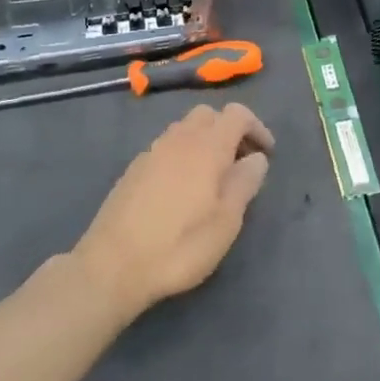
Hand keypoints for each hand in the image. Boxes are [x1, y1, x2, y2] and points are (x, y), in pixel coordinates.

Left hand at [71, 102, 274, 318]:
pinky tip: (183, 189)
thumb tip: (257, 158)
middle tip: (240, 163)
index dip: (257, 127)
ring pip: (184, 129)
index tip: (266, 154)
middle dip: (229, 130)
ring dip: (205, 142)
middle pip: (208, 115)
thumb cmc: (180, 246)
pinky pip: (166, 148)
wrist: (113, 266)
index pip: (237, 114)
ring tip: (213, 178)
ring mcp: (151, 152)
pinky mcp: (133, 169)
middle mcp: (178, 140)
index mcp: (206, 147)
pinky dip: (183, 155)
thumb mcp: (226, 221)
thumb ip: (245, 183)